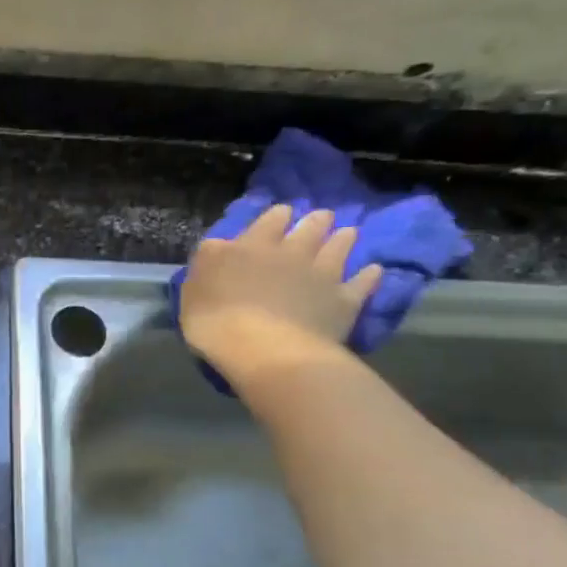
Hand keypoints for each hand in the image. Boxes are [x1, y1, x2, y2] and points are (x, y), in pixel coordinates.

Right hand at [179, 205, 383, 380]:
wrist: (264, 350)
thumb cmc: (216, 321)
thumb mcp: (193, 289)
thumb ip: (209, 263)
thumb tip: (220, 246)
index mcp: (250, 247)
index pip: (268, 220)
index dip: (276, 217)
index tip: (281, 215)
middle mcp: (291, 252)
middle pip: (309, 228)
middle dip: (314, 221)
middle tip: (319, 218)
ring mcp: (322, 274)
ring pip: (339, 246)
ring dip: (342, 239)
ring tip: (348, 233)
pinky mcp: (344, 300)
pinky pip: (362, 282)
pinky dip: (368, 275)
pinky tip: (373, 270)